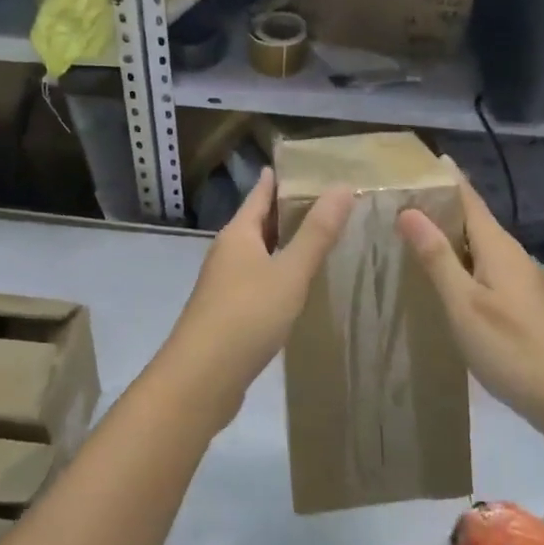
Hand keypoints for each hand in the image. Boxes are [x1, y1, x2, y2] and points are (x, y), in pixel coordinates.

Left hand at [161, 168, 353, 424]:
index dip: (279, 178)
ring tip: (317, 238)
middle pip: (259, 221)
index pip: (260, 194)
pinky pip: (257, 280)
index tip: (303, 165)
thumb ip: (317, 232)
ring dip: (283, 243)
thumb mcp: (290, 272)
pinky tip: (296, 285)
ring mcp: (224, 284)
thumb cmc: (246, 316)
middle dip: (286, 210)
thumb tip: (342, 186)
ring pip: (258, 252)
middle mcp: (228, 252)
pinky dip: (278, 273)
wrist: (200, 379)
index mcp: (239, 234)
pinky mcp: (228, 313)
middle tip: (324, 199)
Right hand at [398, 179, 543, 432]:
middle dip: (438, 203)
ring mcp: (517, 278)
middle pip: (471, 217)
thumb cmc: (512, 347)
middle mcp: (509, 253)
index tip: (415, 159)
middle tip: (396, 196)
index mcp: (497, 245)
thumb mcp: (464, 303)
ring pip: (475, 243)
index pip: (467, 196)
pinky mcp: (518, 301)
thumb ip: (436, 257)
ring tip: (408, 230)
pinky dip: (457, 259)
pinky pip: (481, 265)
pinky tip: (439, 275)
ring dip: (446, 233)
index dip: (444, 176)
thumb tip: (408, 210)